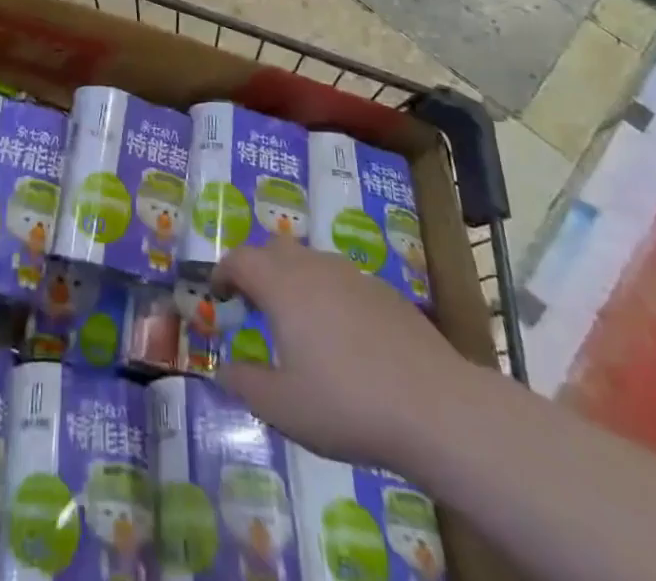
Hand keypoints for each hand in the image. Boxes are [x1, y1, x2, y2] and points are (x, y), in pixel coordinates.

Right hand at [213, 240, 472, 470]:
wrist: (436, 407)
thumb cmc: (347, 404)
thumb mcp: (283, 408)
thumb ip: (246, 384)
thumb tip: (225, 369)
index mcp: (282, 285)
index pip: (240, 259)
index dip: (223, 272)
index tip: (219, 294)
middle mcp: (314, 267)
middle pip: (275, 248)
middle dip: (257, 268)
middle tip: (253, 303)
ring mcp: (353, 275)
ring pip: (311, 261)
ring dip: (294, 280)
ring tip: (297, 321)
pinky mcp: (385, 292)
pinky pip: (343, 281)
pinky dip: (329, 295)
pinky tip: (344, 338)